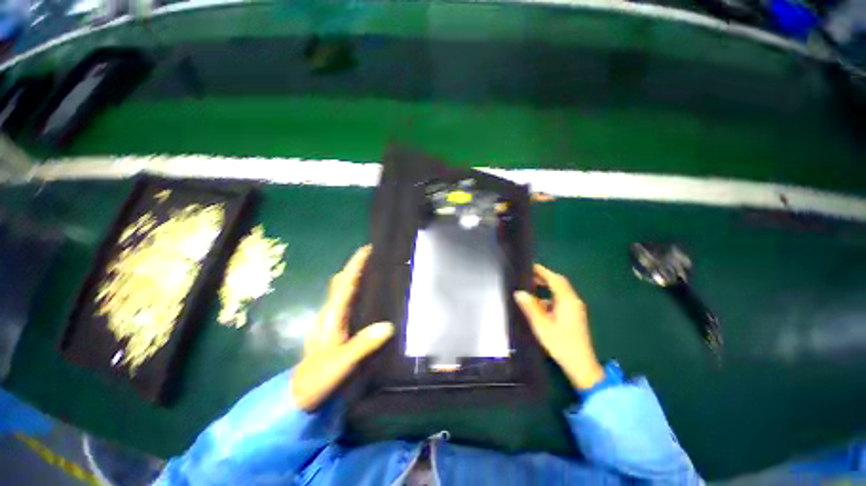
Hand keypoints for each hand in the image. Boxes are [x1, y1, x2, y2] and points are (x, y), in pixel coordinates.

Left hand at [290, 245, 393, 410]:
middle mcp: (330, 313)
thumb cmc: (318, 379)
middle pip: (341, 282)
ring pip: (342, 290)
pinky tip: (367, 297)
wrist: (300, 397)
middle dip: (355, 267)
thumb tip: (388, 325)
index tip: (367, 249)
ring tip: (375, 272)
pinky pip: (345, 301)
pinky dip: (354, 291)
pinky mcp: (334, 327)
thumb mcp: (342, 364)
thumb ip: (363, 345)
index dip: (355, 265)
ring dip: (354, 277)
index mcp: (332, 316)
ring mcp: (331, 320)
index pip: (345, 284)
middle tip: (375, 258)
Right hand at [514, 264, 604, 389]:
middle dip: (544, 277)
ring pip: (560, 292)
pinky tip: (538, 305)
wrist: (581, 365)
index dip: (542, 271)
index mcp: (567, 301)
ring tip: (530, 288)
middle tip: (527, 276)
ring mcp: (575, 309)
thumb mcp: (542, 326)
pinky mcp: (574, 316)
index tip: (529, 266)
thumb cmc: (561, 344)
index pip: (554, 279)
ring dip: (546, 287)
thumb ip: (530, 307)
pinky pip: (560, 300)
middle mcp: (573, 301)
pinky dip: (549, 297)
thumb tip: (519, 293)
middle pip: (559, 283)